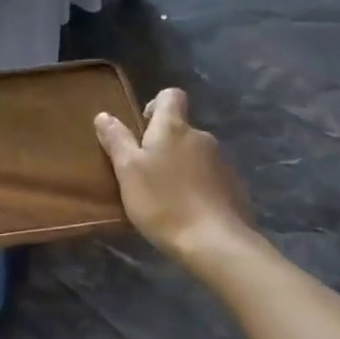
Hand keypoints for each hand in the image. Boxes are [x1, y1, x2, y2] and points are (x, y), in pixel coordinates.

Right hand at [95, 88, 263, 265]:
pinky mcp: (235, 187)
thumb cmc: (163, 202)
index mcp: (174, 128)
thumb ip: (116, 140)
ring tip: (165, 195)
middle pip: (180, 128)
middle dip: (163, 144)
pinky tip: (188, 210)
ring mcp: (222, 162)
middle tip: (144, 172)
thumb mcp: (128, 171)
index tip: (141, 129)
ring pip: (195, 154)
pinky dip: (197, 186)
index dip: (154, 105)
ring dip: (180, 166)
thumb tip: (104, 115)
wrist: (216, 243)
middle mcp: (201, 137)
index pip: (170, 95)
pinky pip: (210, 177)